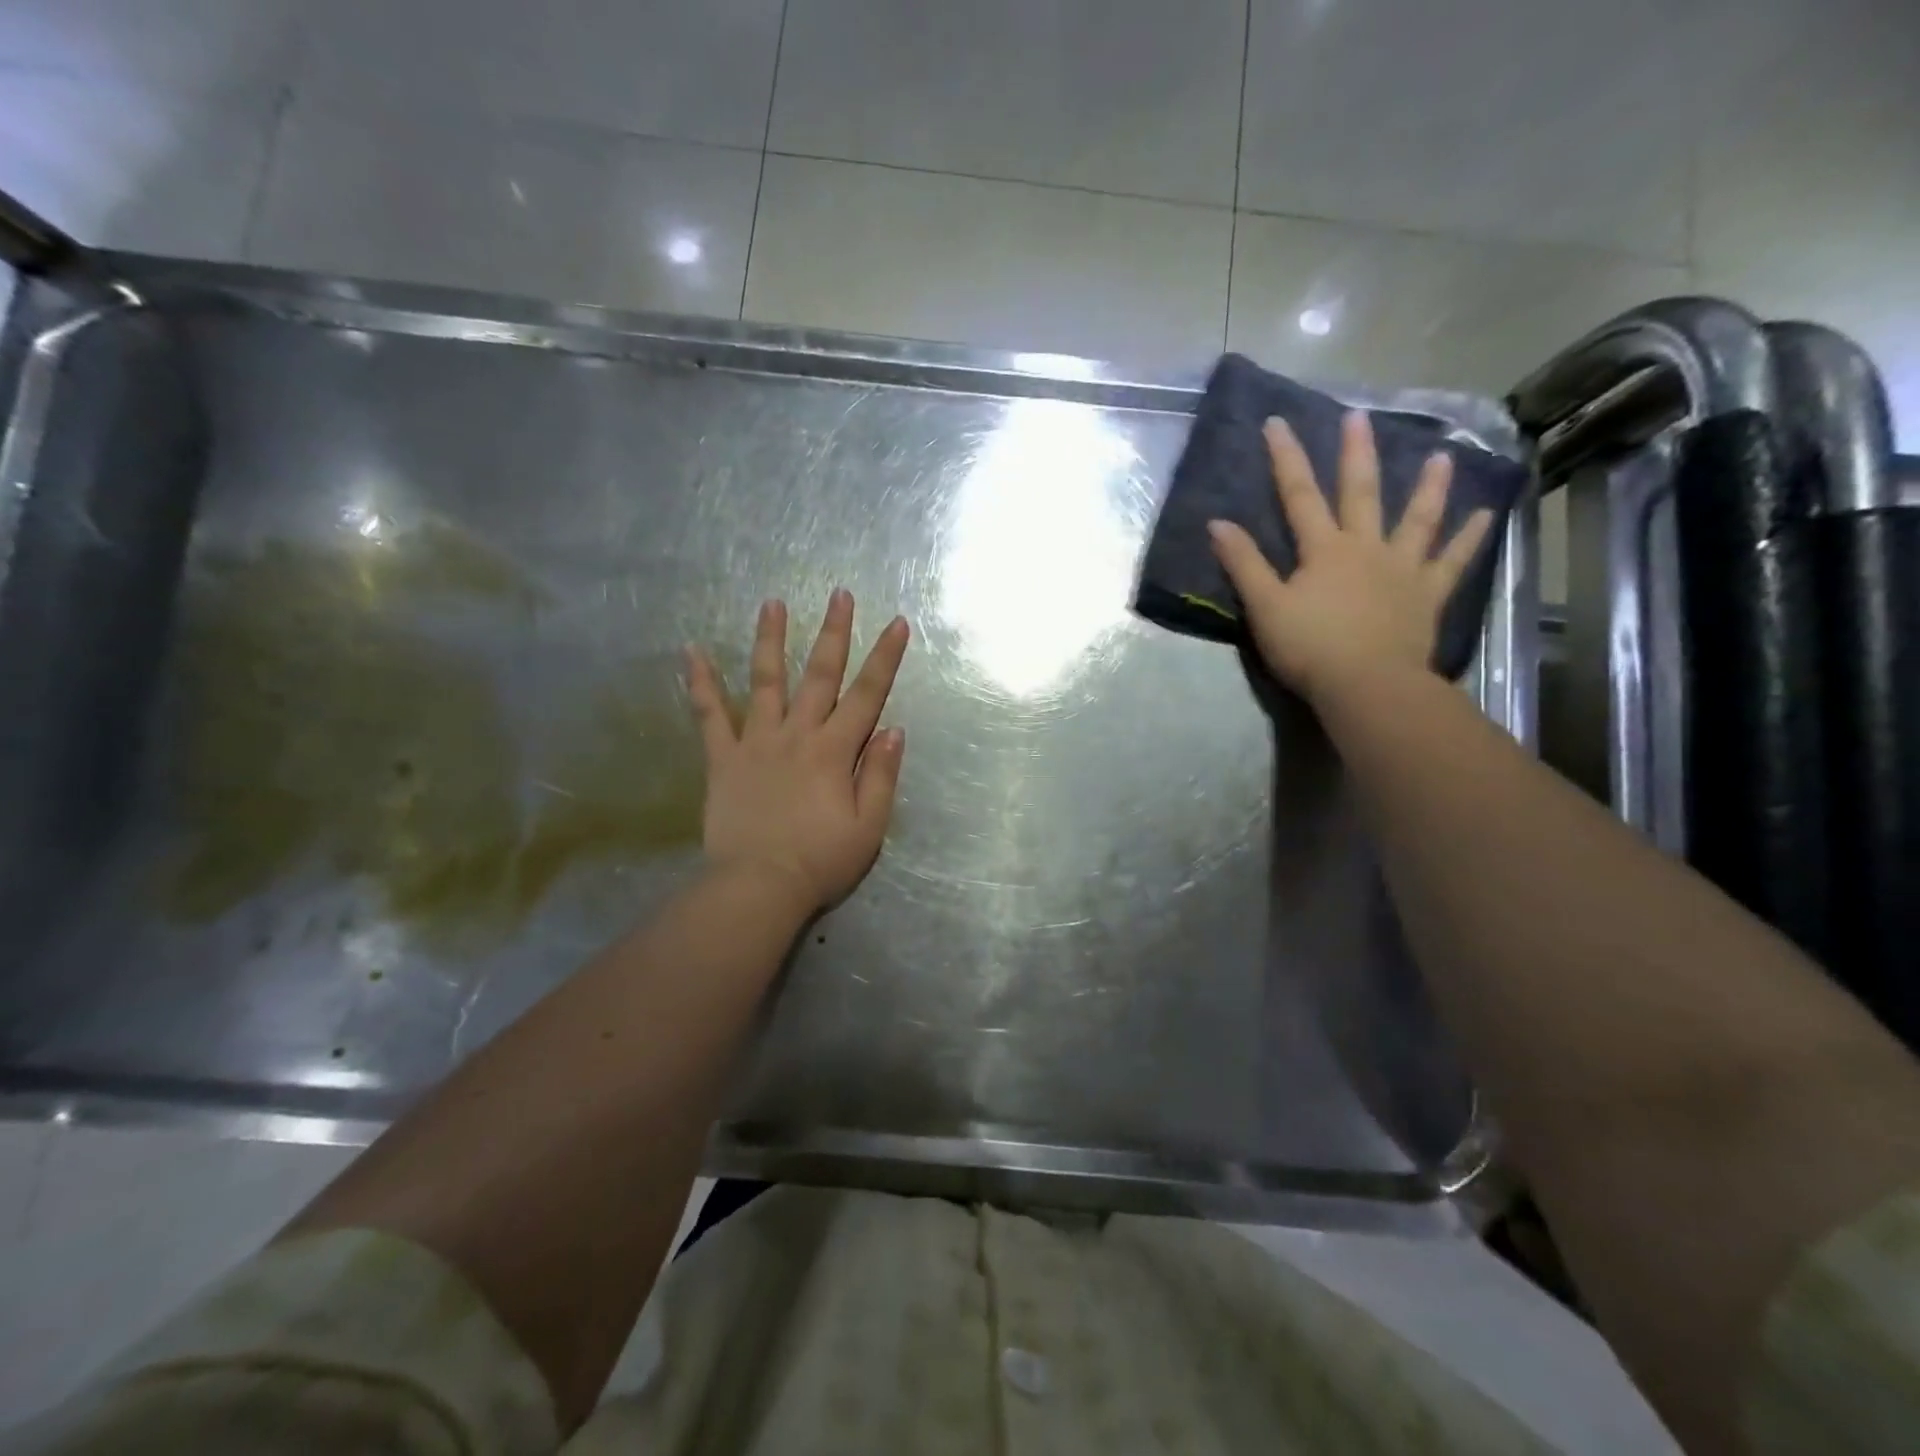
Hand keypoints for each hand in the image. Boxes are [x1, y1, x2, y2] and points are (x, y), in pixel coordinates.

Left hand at [686, 590, 910, 913]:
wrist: (758, 886)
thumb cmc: (821, 861)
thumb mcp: (869, 827)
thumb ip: (882, 775)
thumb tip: (893, 730)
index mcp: (836, 751)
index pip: (868, 694)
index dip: (885, 657)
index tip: (896, 623)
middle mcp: (798, 734)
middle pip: (820, 674)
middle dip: (833, 632)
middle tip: (838, 594)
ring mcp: (757, 742)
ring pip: (766, 681)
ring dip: (770, 639)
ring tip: (771, 603)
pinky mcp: (723, 759)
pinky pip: (710, 715)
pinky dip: (701, 682)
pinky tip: (691, 650)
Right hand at [1207, 410, 1493, 704]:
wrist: (1366, 684)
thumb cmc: (1309, 647)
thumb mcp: (1264, 607)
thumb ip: (1244, 564)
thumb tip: (1217, 523)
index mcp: (1324, 550)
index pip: (1299, 496)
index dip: (1287, 459)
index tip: (1277, 423)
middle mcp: (1366, 548)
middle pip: (1361, 494)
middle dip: (1356, 454)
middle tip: (1359, 416)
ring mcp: (1402, 569)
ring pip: (1417, 519)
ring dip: (1428, 487)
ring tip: (1442, 456)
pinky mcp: (1427, 596)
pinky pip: (1451, 562)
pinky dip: (1469, 538)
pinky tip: (1486, 515)